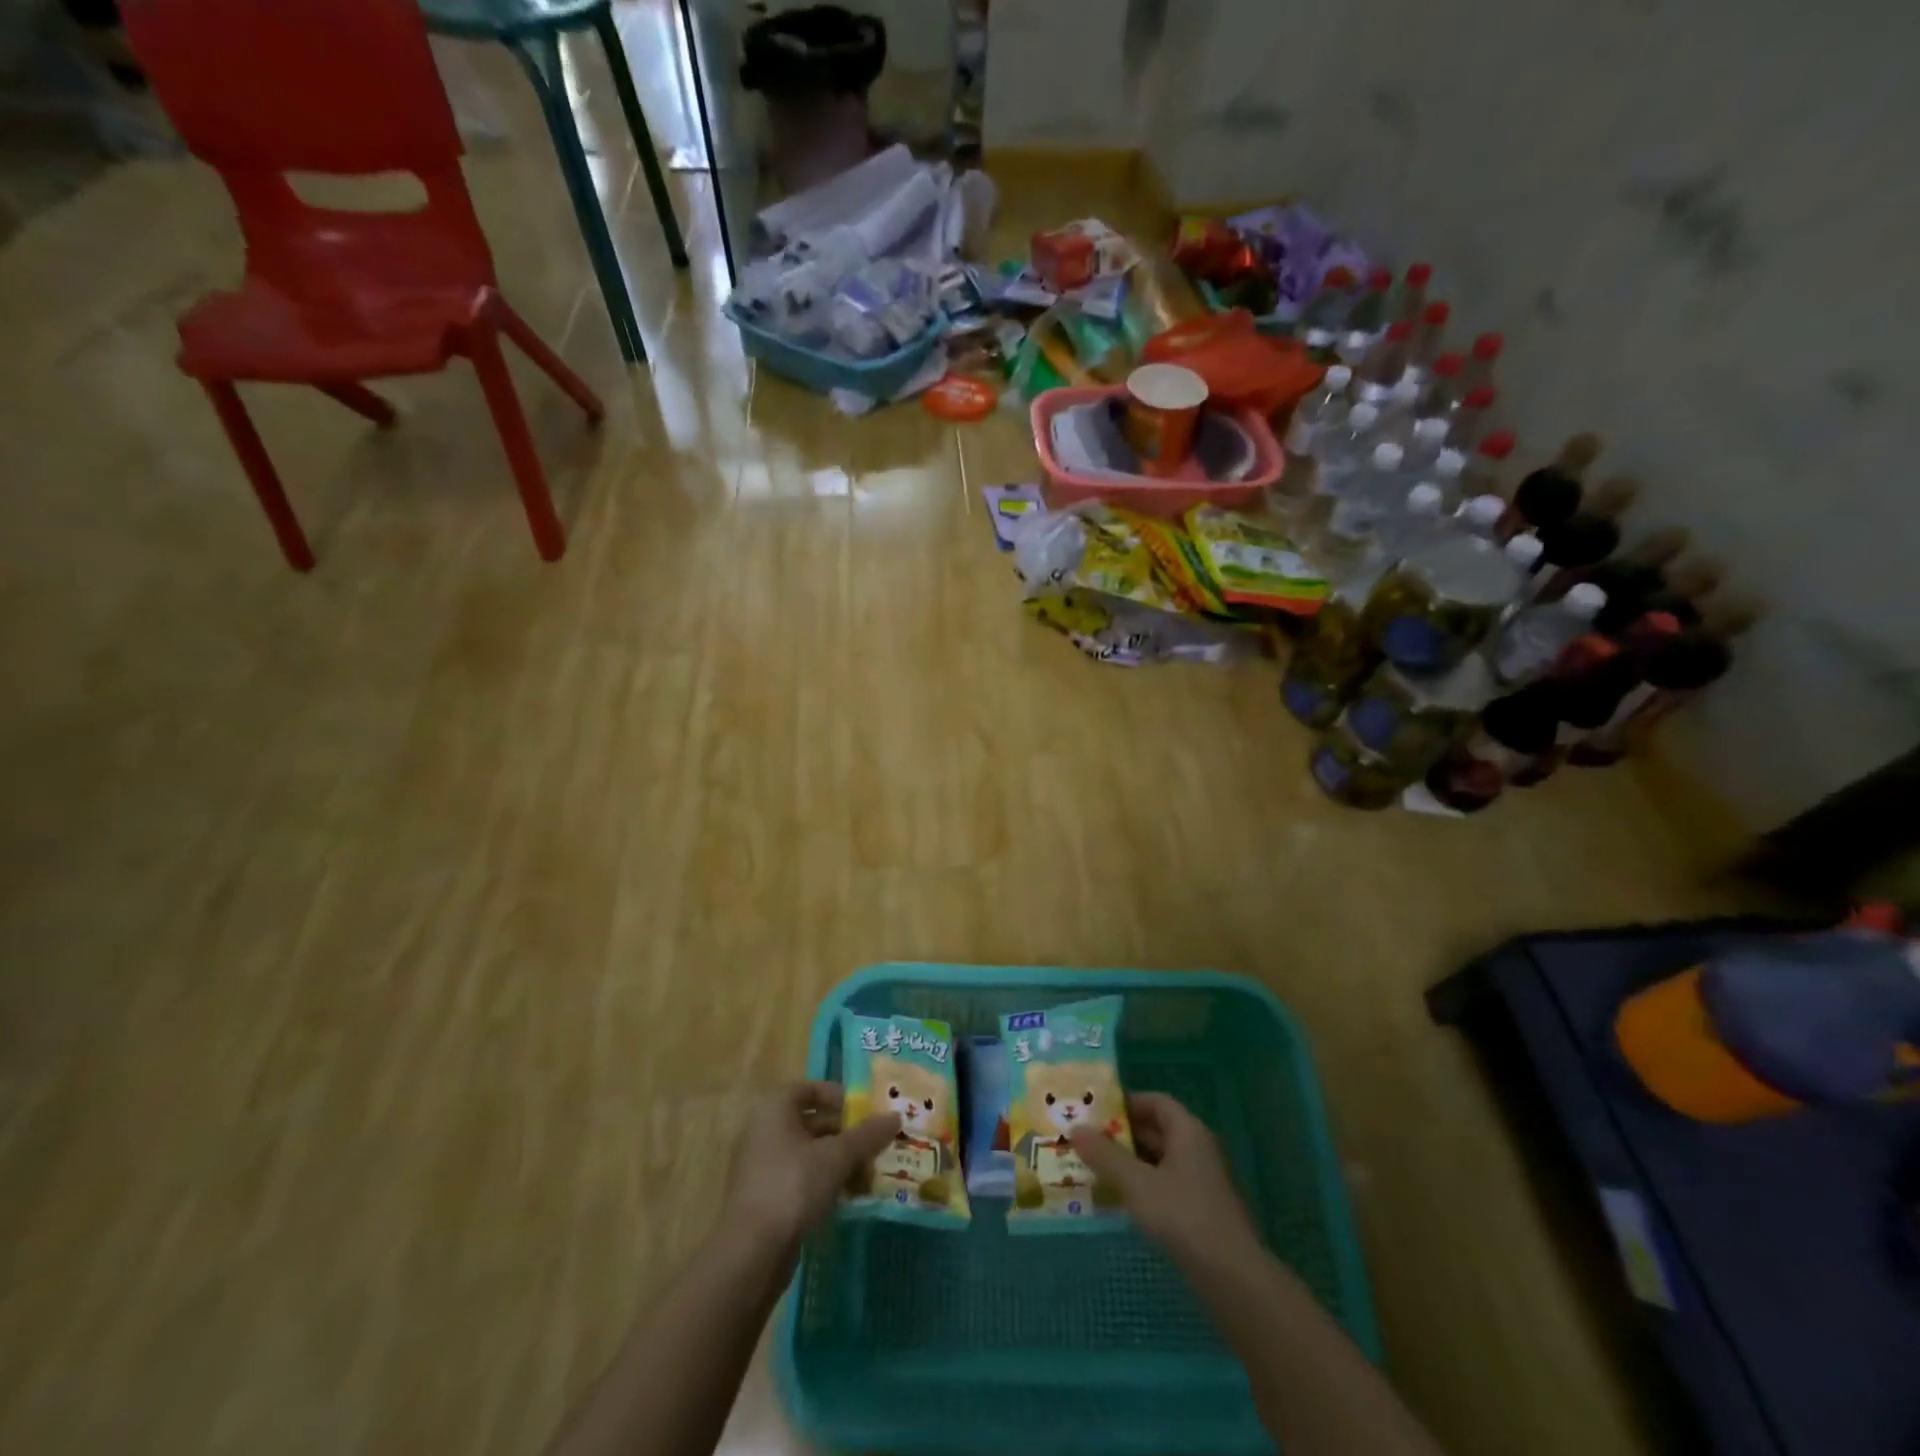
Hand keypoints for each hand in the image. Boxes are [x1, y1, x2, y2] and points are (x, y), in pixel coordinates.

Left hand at [723, 1082, 899, 1253]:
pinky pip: (800, 1179)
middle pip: (811, 1122)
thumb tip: (895, 1116)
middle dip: (844, 1133)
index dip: (836, 1095)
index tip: (862, 1110)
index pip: (808, 1089)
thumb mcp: (836, 1157)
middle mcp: (764, 1132)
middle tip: (873, 1144)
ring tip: (867, 1174)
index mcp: (775, 1110)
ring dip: (838, 1161)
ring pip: (808, 1154)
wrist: (752, 1253)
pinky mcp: (765, 1199)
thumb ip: (866, 1135)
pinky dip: (824, 1183)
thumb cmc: (793, 1186)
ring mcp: (762, 1167)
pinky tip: (847, 1198)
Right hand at [1071, 1092, 1259, 1265]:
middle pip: (1157, 1130)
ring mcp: (1202, 1182)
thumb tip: (1076, 1129)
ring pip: (1160, 1161)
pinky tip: (1120, 1202)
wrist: (1234, 1280)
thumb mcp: (1137, 1184)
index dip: (1126, 1102)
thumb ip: (1106, 1156)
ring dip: (1130, 1163)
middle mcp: (1198, 1149)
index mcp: (1188, 1131)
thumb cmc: (1183, 1217)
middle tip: (1087, 1140)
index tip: (1095, 1111)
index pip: (1155, 1102)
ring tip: (1095, 1169)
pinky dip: (1143, 1186)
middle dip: (1122, 1135)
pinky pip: (1166, 1185)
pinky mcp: (1202, 1211)